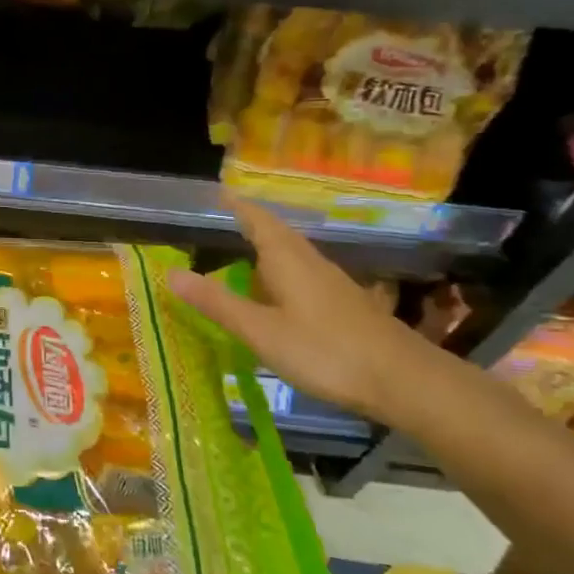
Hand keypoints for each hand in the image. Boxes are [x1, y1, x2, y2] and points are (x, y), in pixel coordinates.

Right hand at [166, 195, 444, 423]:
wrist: (403, 380)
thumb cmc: (325, 351)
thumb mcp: (260, 330)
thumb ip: (217, 303)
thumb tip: (170, 273)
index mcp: (287, 260)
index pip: (258, 220)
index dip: (238, 206)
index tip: (220, 193)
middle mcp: (310, 263)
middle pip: (278, 235)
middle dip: (252, 225)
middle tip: (225, 220)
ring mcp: (331, 284)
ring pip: (292, 256)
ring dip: (267, 250)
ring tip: (243, 255)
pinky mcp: (344, 305)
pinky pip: (303, 276)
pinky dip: (281, 275)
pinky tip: (277, 295)